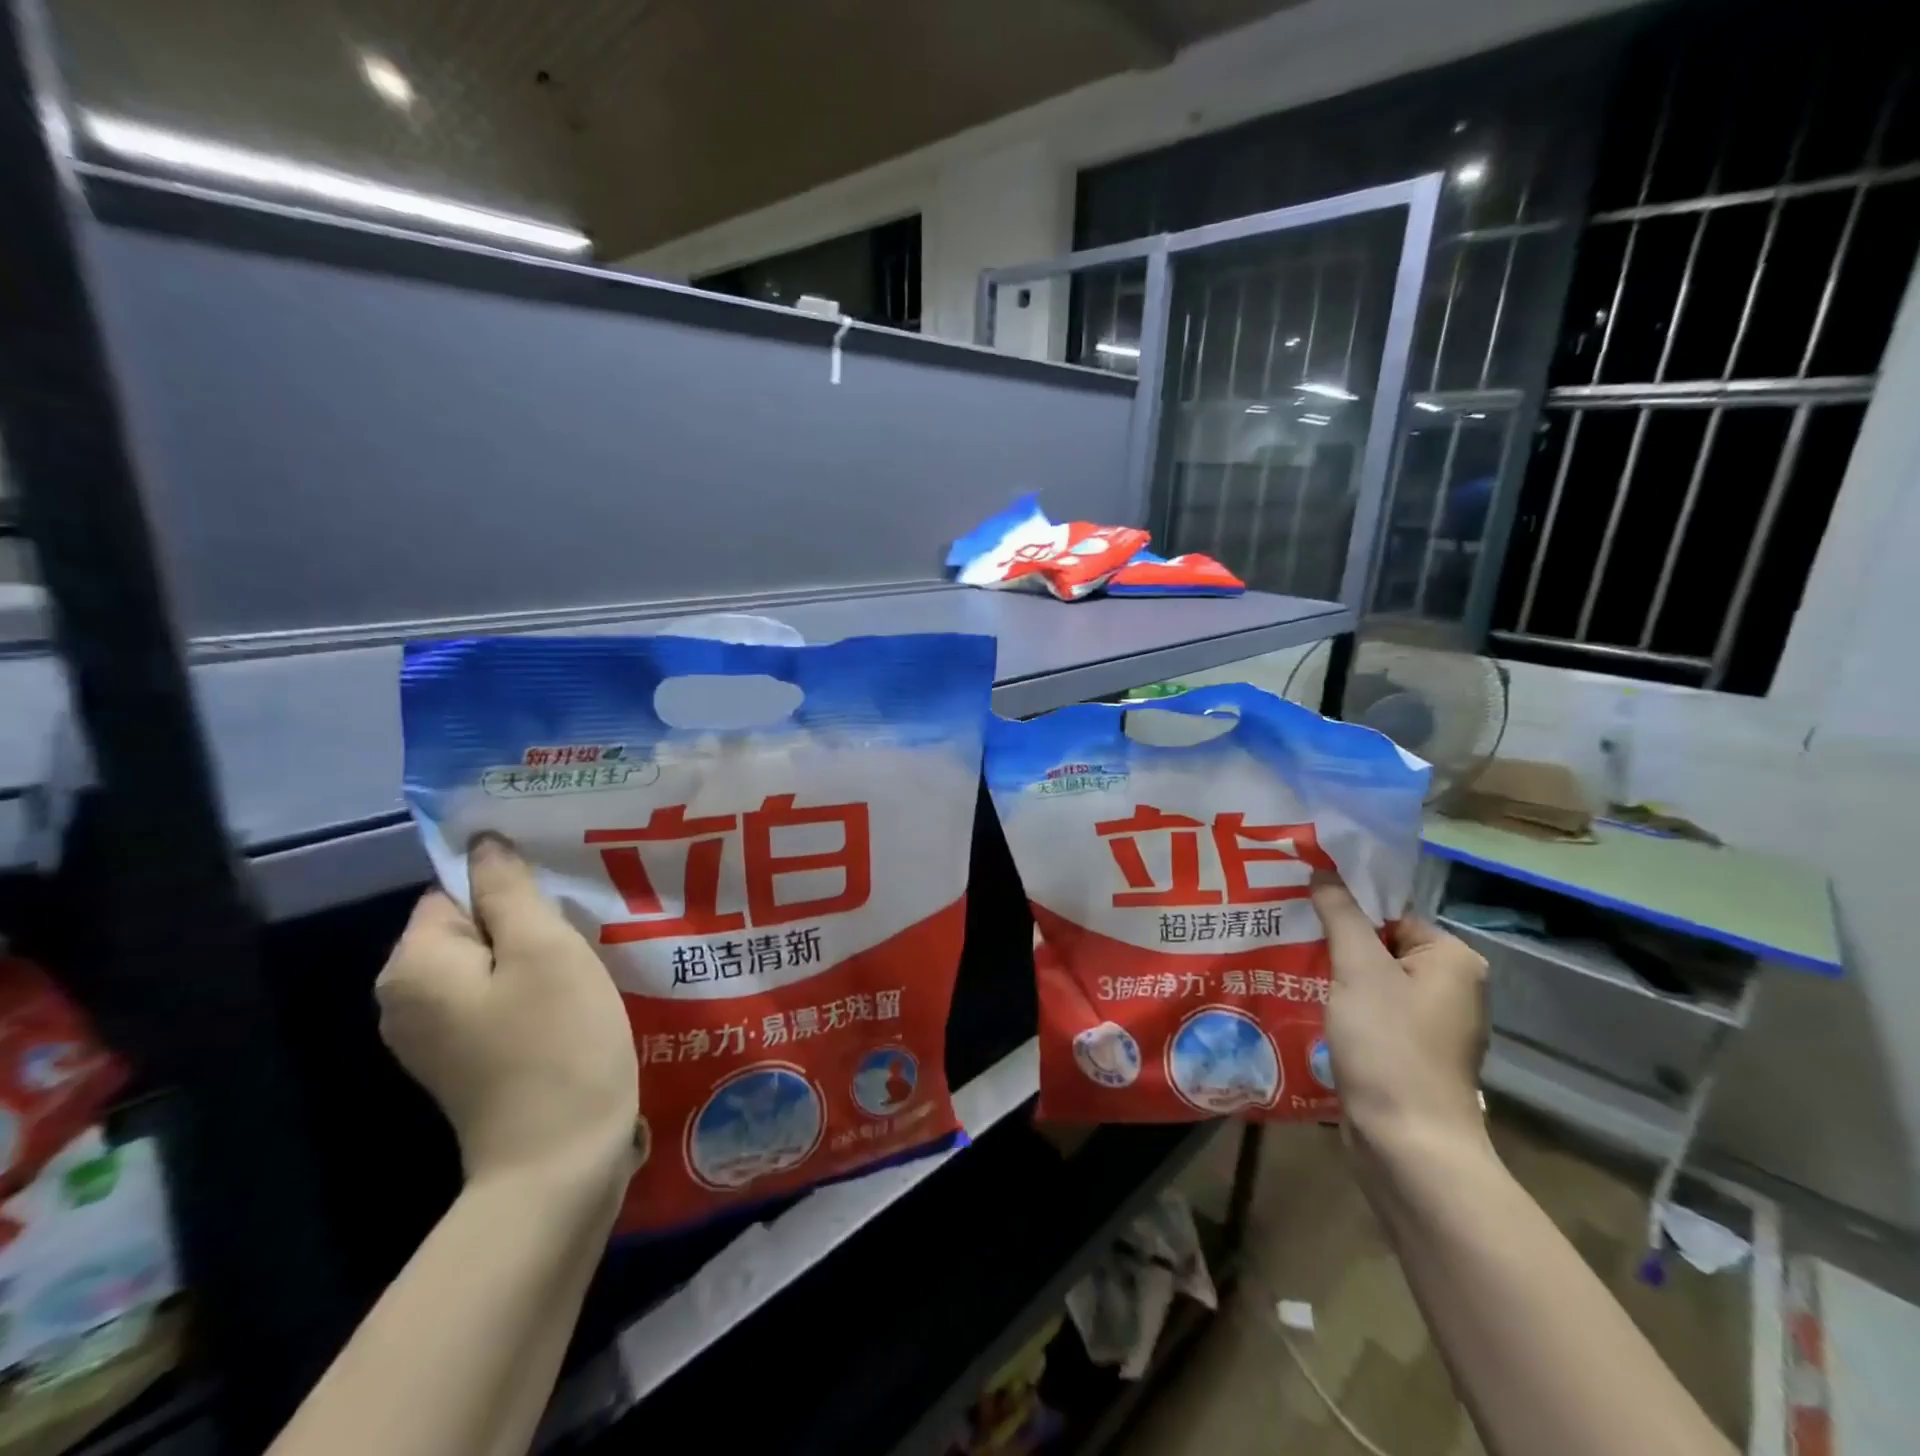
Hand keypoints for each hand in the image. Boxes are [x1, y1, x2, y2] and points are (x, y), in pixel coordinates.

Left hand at [376, 835, 640, 1192]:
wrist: (560, 1161)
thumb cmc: (556, 1043)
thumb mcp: (544, 950)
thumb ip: (510, 891)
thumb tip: (484, 844)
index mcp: (415, 966)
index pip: (455, 891)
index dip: (511, 888)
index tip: (566, 899)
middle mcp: (408, 1000)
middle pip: (472, 927)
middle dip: (529, 922)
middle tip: (587, 928)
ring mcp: (436, 1036)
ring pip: (492, 964)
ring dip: (540, 956)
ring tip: (592, 959)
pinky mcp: (469, 1060)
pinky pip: (498, 999)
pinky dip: (535, 990)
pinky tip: (577, 999)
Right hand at [1311, 872, 1488, 1158]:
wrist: (1407, 1144)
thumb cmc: (1389, 1045)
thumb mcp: (1358, 969)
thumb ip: (1340, 915)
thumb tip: (1323, 871)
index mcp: (1452, 960)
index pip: (1389, 915)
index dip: (1343, 911)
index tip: (1299, 911)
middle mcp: (1451, 989)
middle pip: (1379, 947)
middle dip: (1334, 946)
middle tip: (1286, 936)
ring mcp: (1432, 1027)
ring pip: (1371, 983)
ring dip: (1334, 979)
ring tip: (1287, 967)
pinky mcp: (1410, 1056)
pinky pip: (1371, 1015)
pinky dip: (1342, 1009)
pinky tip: (1306, 1007)